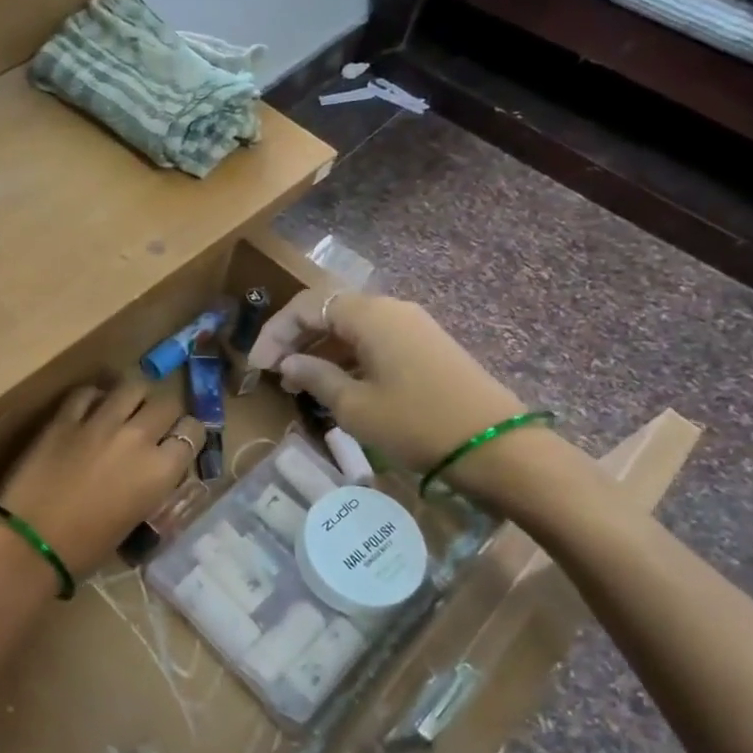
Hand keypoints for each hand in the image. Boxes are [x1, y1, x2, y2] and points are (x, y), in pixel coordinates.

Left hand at [0, 379, 203, 576]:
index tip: (178, 444)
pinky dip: (94, 398)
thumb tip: (154, 469)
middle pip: (167, 403)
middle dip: (165, 413)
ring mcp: (100, 422)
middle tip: (154, 426)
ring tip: (127, 408)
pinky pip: (88, 392)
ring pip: (133, 385)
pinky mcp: (65, 417)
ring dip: (135, 396)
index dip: (188, 436)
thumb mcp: (136, 519)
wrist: (31, 542)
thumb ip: (152, 485)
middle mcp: (137, 437)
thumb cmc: (87, 548)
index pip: (194, 432)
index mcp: (160, 470)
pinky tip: (90, 410)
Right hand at [247, 290, 524, 476]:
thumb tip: (288, 363)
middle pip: (329, 311)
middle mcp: (391, 309)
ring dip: (320, 350)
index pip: (307, 306)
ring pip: (351, 327)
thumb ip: (316, 376)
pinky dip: (347, 358)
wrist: (495, 446)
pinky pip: (374, 341)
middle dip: (296, 339)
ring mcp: (412, 327)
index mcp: (370, 314)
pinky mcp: (425, 347)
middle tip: (274, 373)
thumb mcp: (355, 405)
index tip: (257, 366)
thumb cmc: (416, 423)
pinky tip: (335, 386)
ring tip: (299, 385)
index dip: (275, 332)